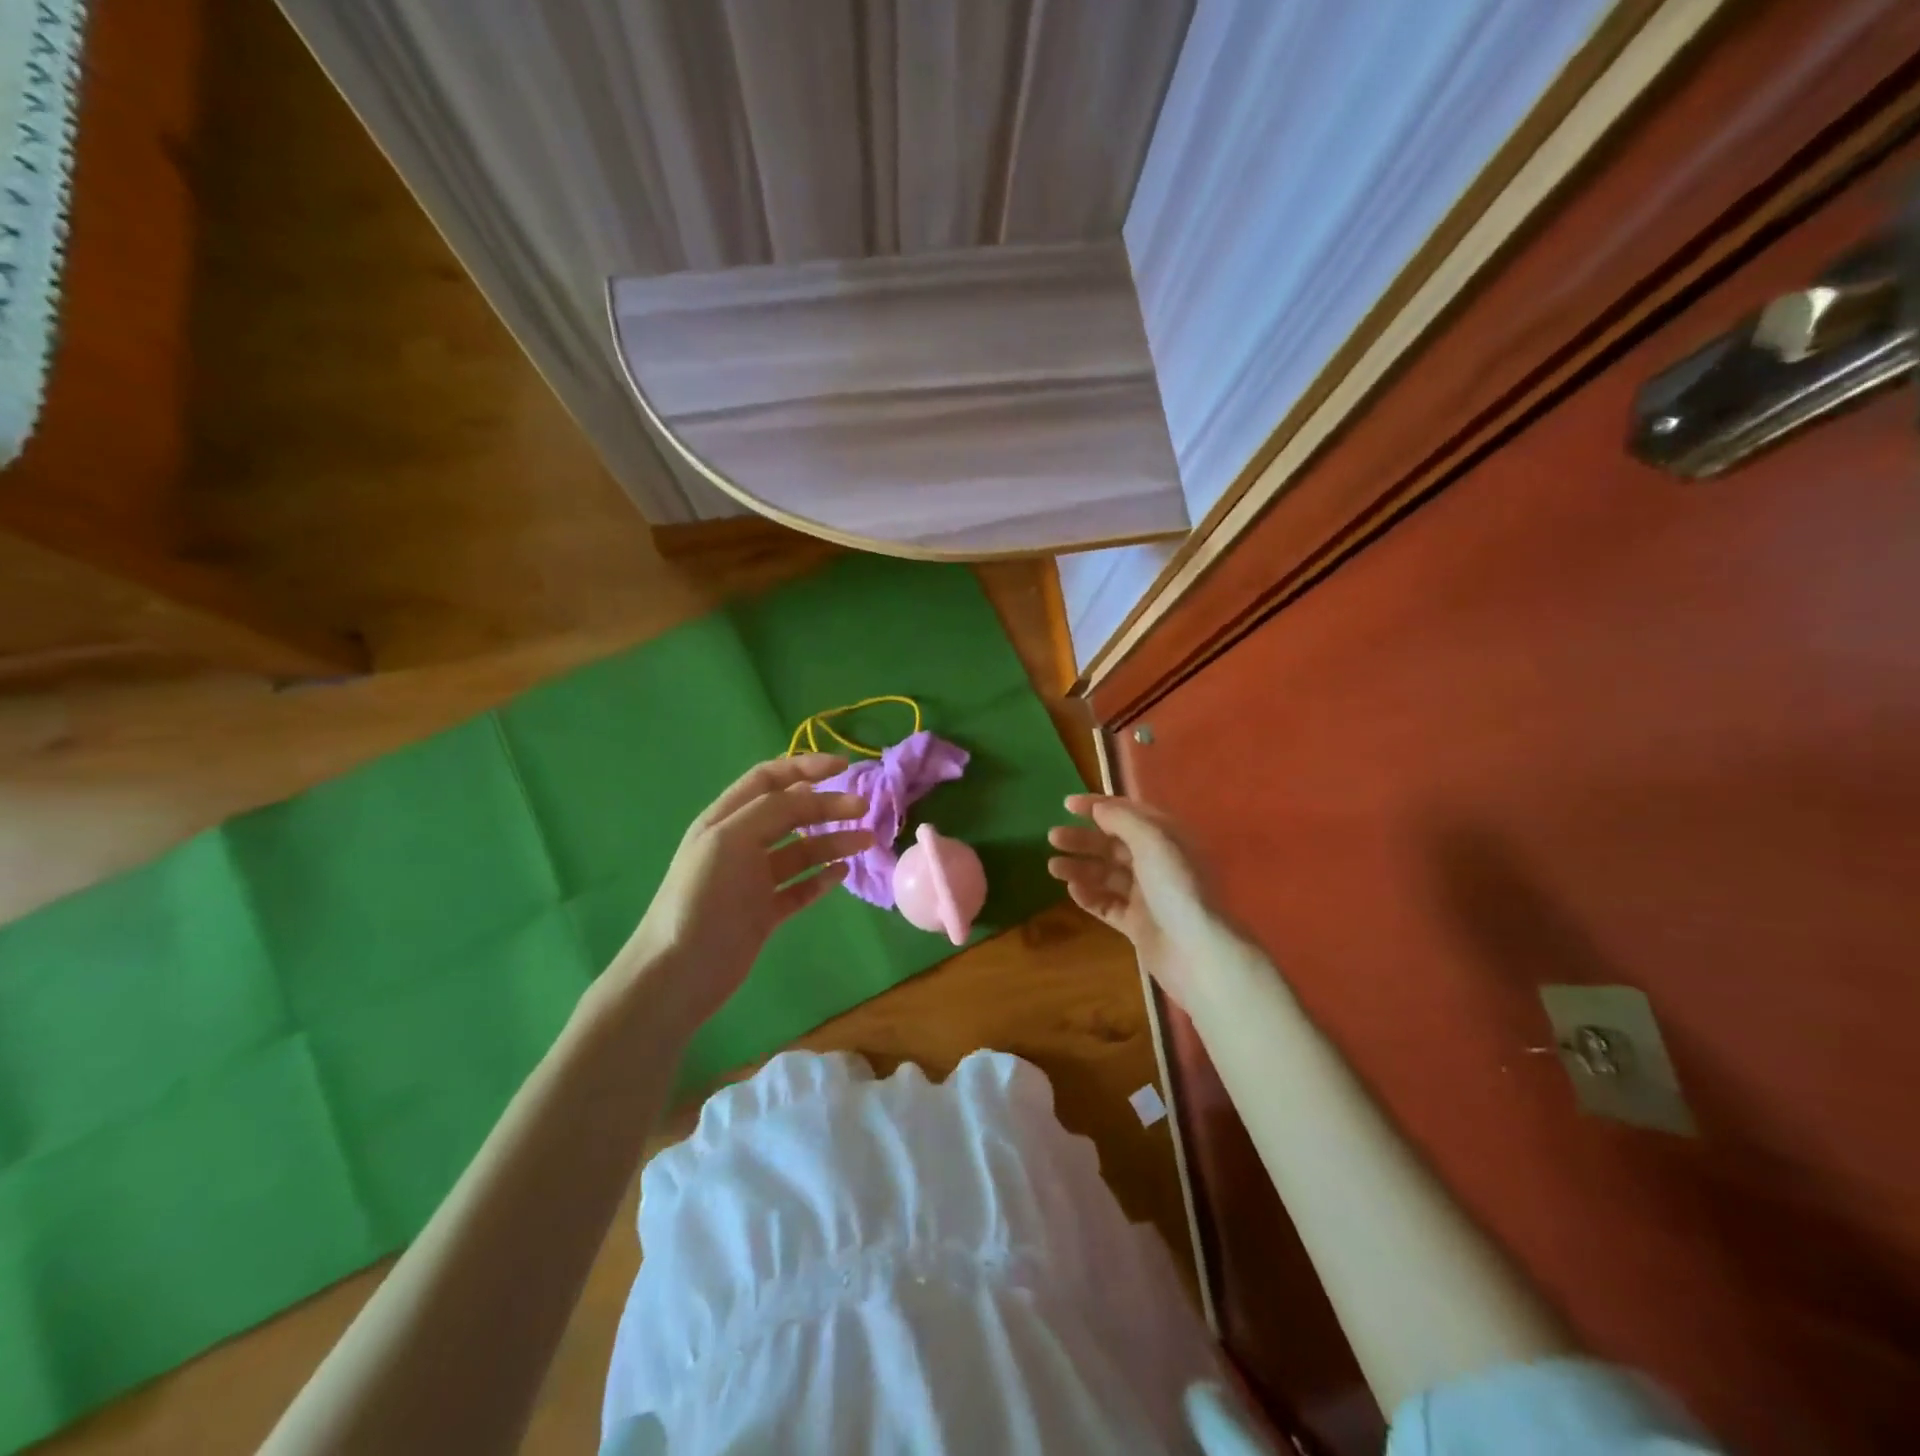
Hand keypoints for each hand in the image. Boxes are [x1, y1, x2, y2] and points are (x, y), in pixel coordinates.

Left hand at [613, 754, 872, 1030]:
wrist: (680, 971)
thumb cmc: (702, 896)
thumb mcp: (732, 839)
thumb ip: (772, 810)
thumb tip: (812, 793)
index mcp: (726, 819)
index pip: (769, 779)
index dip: (805, 767)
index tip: (844, 767)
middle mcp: (741, 844)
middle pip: (791, 813)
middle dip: (827, 806)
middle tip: (864, 809)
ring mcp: (754, 880)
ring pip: (802, 851)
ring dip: (833, 841)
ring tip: (866, 841)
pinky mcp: (765, 913)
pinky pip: (801, 888)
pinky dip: (823, 879)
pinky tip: (843, 874)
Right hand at [1047, 793, 1222, 1009]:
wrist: (1196, 951)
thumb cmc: (1176, 886)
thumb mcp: (1152, 840)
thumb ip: (1123, 819)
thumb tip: (1099, 808)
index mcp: (1167, 837)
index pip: (1129, 813)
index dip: (1098, 805)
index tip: (1066, 804)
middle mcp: (1158, 862)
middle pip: (1114, 844)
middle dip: (1083, 838)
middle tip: (1053, 837)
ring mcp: (1147, 895)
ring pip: (1107, 875)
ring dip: (1080, 867)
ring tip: (1053, 867)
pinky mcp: (1138, 924)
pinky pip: (1108, 905)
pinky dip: (1089, 896)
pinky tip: (1072, 890)